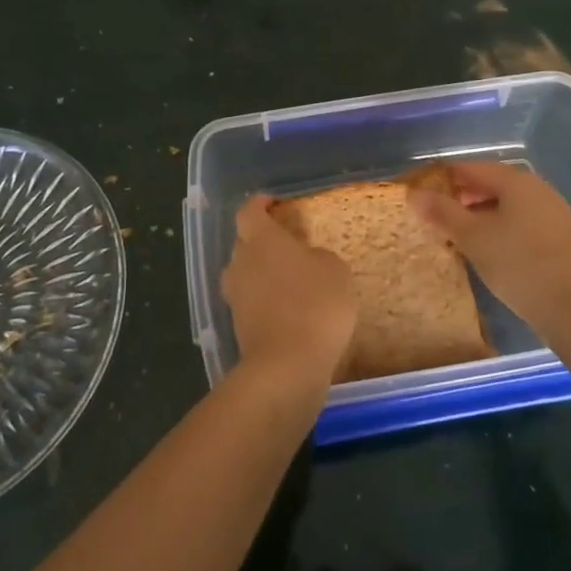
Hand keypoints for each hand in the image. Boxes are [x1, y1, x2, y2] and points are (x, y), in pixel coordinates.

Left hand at [222, 195, 355, 397]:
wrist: (288, 366)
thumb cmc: (315, 305)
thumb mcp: (335, 270)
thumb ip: (318, 257)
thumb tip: (308, 261)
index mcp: (261, 239)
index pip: (249, 211)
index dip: (260, 204)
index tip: (274, 204)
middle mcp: (241, 263)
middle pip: (244, 243)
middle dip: (262, 241)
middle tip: (289, 245)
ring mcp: (236, 297)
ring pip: (245, 274)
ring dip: (263, 274)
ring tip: (290, 280)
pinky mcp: (238, 328)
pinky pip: (251, 303)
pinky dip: (265, 302)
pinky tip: (289, 311)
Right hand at [407, 161, 570, 341]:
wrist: (569, 308)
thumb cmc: (516, 263)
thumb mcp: (471, 237)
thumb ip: (442, 211)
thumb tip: (414, 193)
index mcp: (516, 181)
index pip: (471, 168)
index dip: (444, 177)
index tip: (422, 192)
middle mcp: (538, 188)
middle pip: (492, 182)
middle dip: (463, 195)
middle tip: (438, 213)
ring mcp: (553, 211)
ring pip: (508, 202)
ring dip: (482, 211)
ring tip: (460, 231)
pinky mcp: (559, 235)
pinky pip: (522, 218)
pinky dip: (501, 224)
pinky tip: (489, 245)